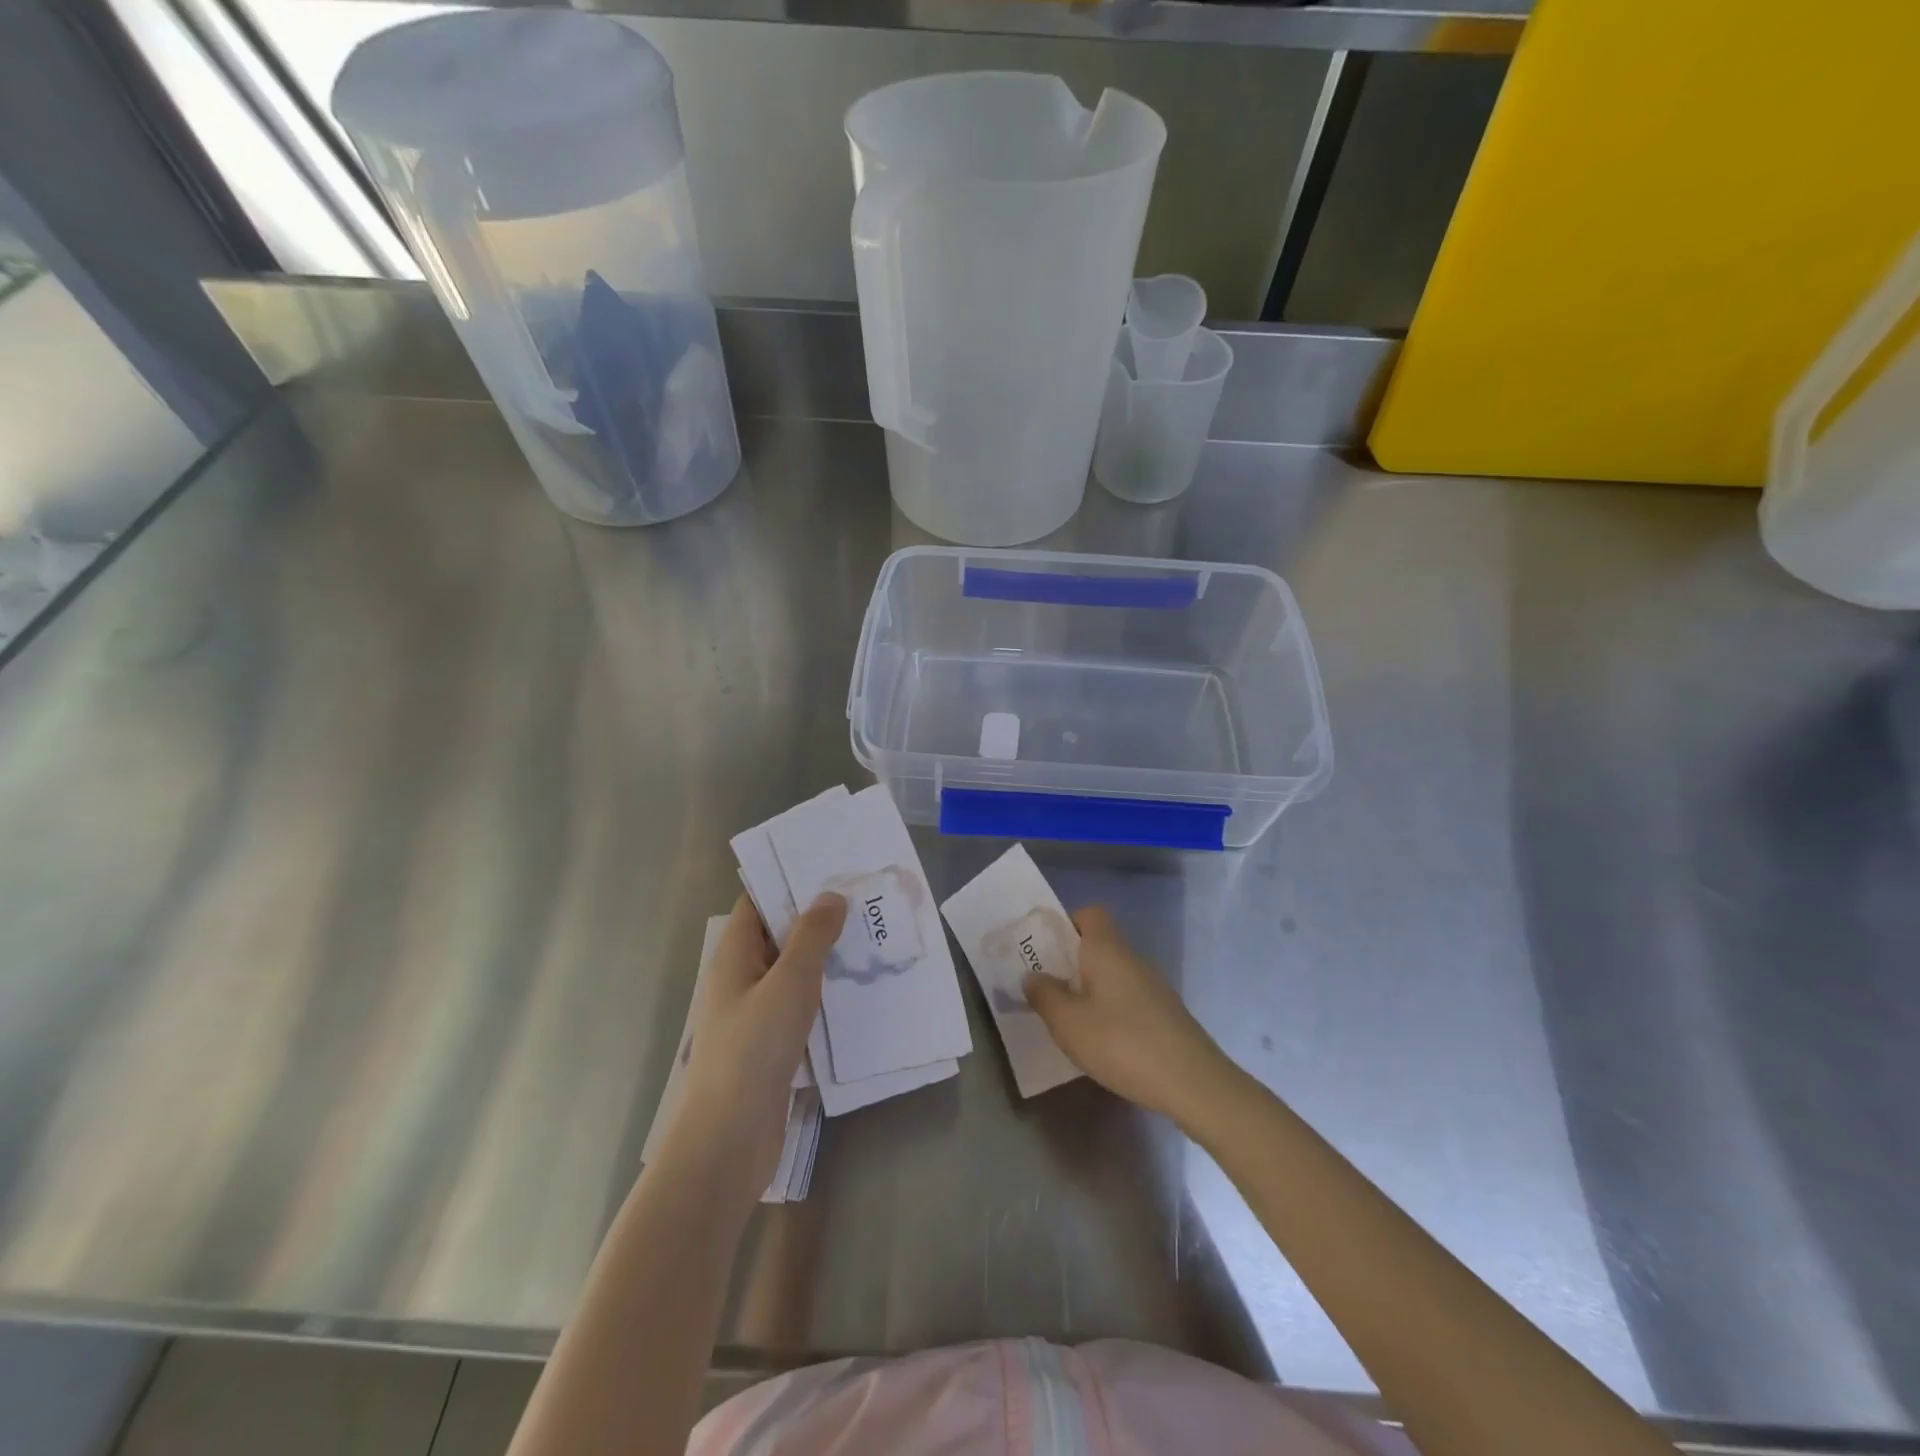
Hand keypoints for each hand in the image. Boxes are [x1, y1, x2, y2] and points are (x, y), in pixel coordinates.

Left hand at [662, 892, 844, 1208]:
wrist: (728, 1141)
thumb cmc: (753, 1050)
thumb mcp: (789, 983)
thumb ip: (812, 936)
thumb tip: (831, 895)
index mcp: (734, 954)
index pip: (759, 900)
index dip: (791, 879)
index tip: (833, 864)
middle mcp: (742, 977)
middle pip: (779, 933)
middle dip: (818, 916)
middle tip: (865, 898)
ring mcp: (756, 1012)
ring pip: (794, 970)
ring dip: (826, 956)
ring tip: (873, 937)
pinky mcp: (772, 1043)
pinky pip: (801, 1004)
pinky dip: (826, 992)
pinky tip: (860, 989)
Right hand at [1025, 905, 1236, 1125]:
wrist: (1192, 1083)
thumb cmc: (1122, 1043)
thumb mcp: (1068, 1022)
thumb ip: (1044, 995)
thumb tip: (1033, 976)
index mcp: (1107, 949)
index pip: (1090, 913)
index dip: (1066, 924)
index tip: (1046, 951)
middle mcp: (1132, 959)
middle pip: (1099, 945)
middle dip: (1071, 963)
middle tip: (1047, 991)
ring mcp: (1153, 986)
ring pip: (1112, 975)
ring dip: (1089, 990)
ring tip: (1069, 1021)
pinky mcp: (1165, 1014)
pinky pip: (1127, 998)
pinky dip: (1110, 1011)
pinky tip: (1102, 1043)